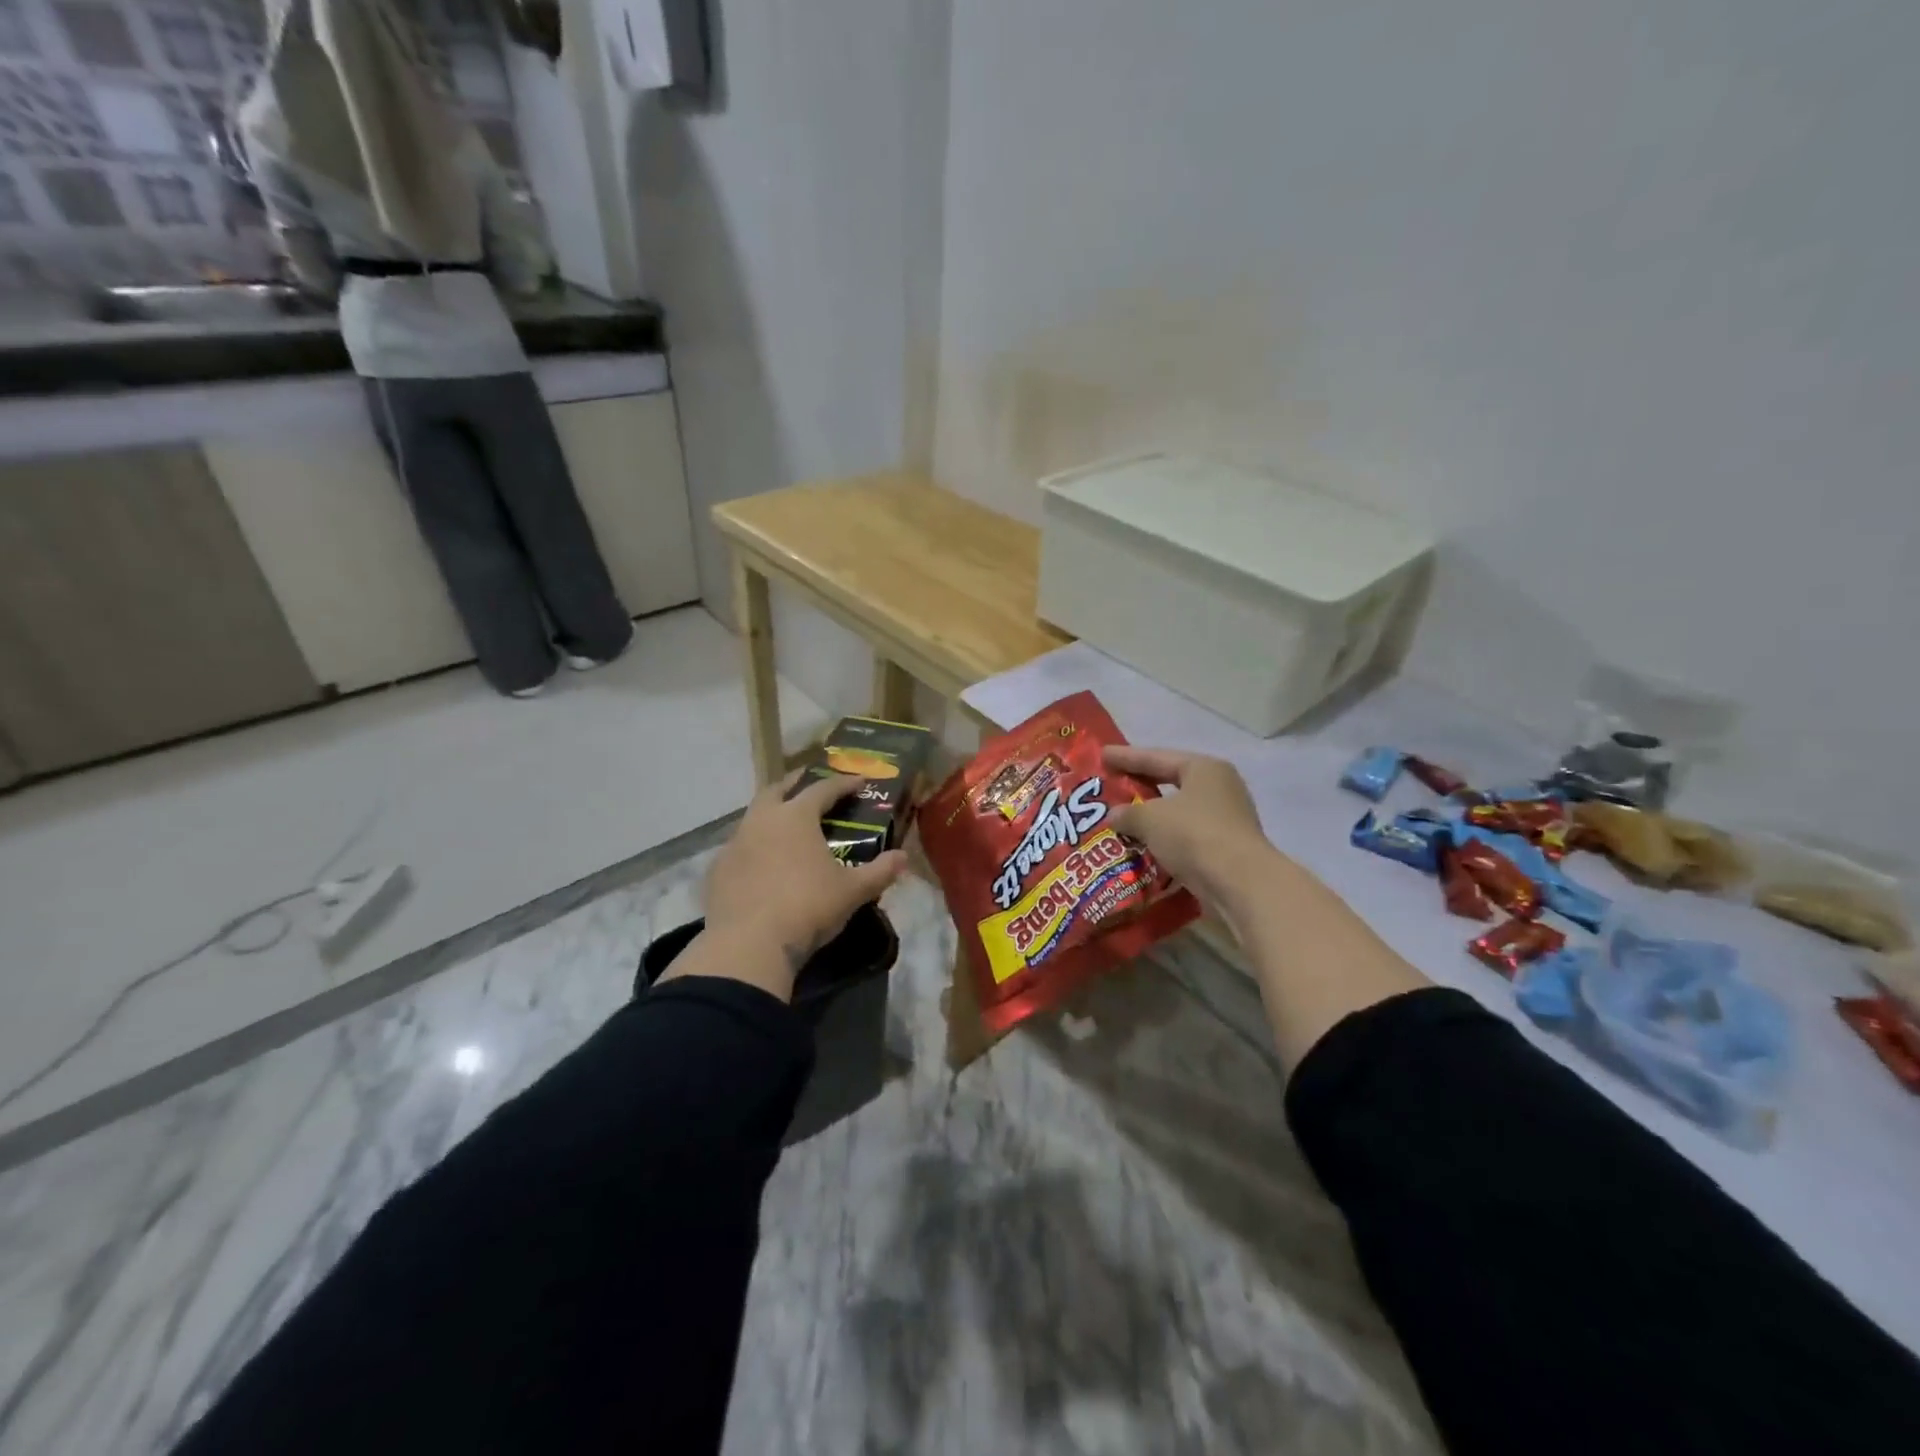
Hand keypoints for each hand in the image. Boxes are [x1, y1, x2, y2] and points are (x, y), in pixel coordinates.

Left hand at [689, 770, 906, 997]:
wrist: (749, 945)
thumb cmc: (808, 908)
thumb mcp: (852, 892)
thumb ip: (880, 871)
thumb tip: (903, 858)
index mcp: (796, 816)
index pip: (823, 788)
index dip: (843, 783)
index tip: (859, 781)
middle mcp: (762, 820)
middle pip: (777, 789)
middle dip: (796, 784)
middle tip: (811, 786)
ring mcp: (734, 844)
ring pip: (753, 816)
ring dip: (771, 814)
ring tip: (787, 827)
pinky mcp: (717, 870)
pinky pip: (739, 848)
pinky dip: (754, 847)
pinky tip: (762, 863)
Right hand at [1104, 745, 1276, 904]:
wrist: (1240, 884)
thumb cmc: (1194, 835)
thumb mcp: (1150, 818)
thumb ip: (1127, 813)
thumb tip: (1113, 816)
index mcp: (1204, 769)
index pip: (1157, 757)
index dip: (1127, 756)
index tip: (1102, 754)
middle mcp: (1219, 788)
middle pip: (1170, 783)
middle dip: (1139, 786)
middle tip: (1110, 785)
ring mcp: (1225, 819)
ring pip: (1177, 813)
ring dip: (1151, 817)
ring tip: (1121, 819)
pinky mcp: (1225, 848)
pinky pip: (1185, 837)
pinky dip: (1164, 840)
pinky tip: (1142, 846)